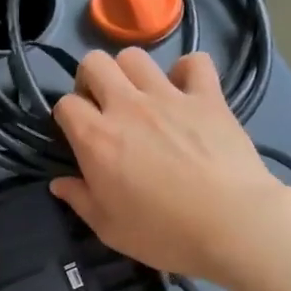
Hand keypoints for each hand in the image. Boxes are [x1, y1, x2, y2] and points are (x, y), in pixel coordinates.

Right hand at [50, 49, 290, 285]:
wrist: (231, 225)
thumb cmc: (164, 234)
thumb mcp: (110, 228)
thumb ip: (80, 200)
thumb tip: (58, 183)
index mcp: (97, 139)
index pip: (65, 104)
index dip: (67, 117)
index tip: (78, 136)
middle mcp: (127, 106)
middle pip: (94, 63)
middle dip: (91, 80)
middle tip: (104, 108)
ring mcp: (169, 96)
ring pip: (136, 56)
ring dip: (131, 73)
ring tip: (142, 98)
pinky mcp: (208, 96)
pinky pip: (195, 62)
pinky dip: (188, 71)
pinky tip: (188, 92)